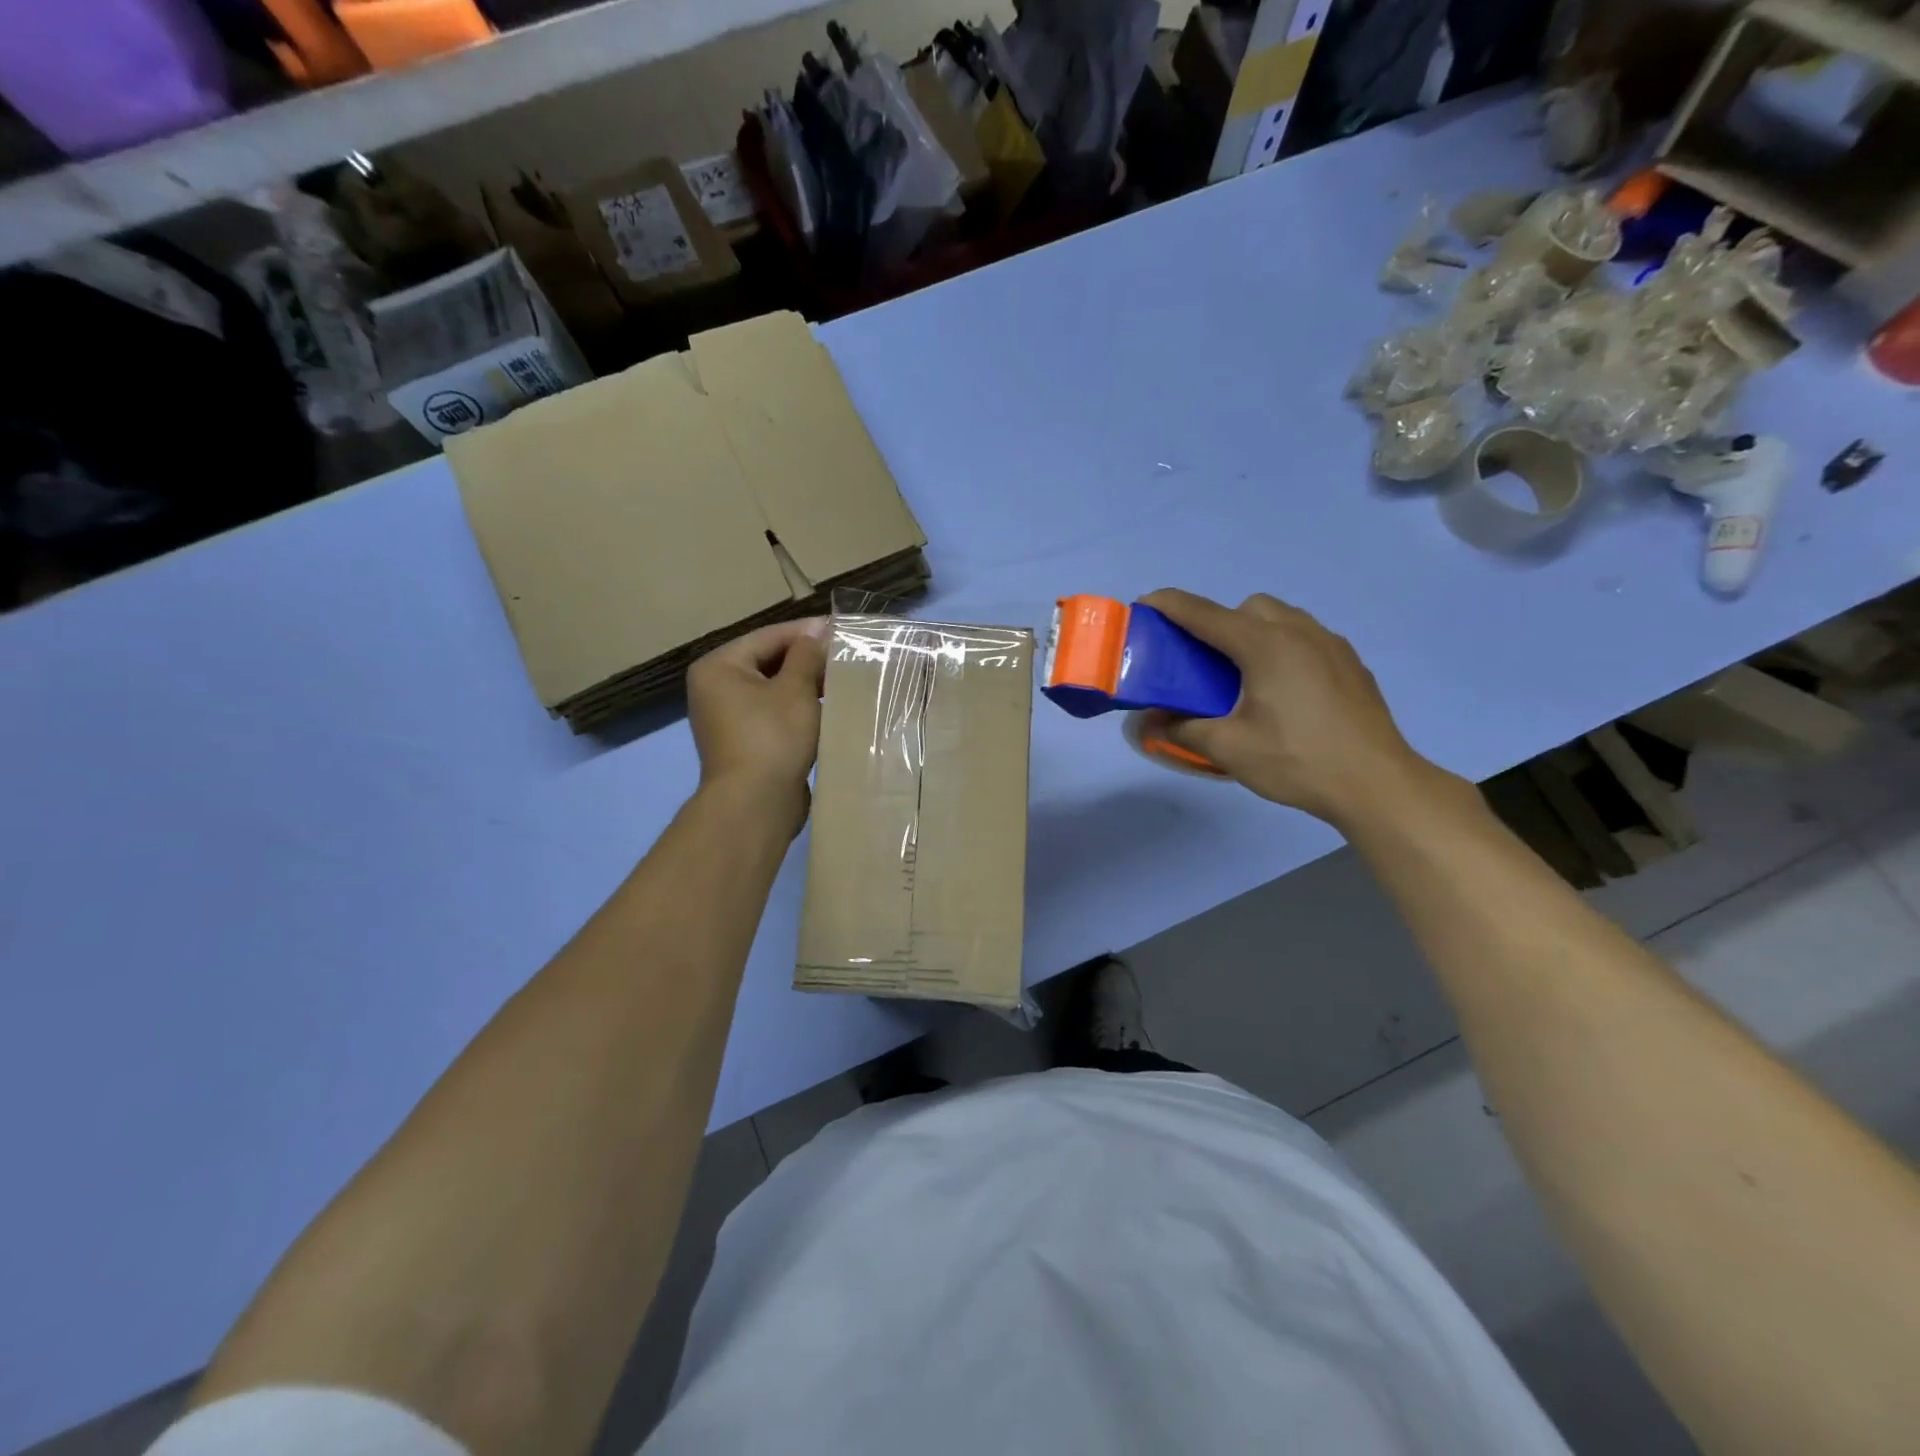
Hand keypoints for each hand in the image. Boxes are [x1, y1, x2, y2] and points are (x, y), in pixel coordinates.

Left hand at [686, 618, 829, 837]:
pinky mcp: (745, 742)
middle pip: (769, 662)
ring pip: (774, 690)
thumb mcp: (796, 690)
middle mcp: (716, 688)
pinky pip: (775, 714)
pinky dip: (799, 709)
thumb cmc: (773, 737)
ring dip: (806, 686)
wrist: (755, 804)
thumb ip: (807, 655)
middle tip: (846, 656)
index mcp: (719, 667)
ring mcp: (728, 718)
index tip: (841, 629)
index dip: (806, 632)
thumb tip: (819, 629)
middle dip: (807, 660)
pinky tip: (829, 709)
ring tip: (843, 680)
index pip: (768, 637)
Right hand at [1139, 588, 1438, 827]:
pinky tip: (1284, 690)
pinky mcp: (1350, 663)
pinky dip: (1284, 648)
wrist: (1377, 784)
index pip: (1205, 614)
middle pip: (1248, 608)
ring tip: (1244, 676)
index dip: (1170, 605)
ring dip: (1254, 632)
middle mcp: (1299, 631)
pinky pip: (1307, 638)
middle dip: (1220, 622)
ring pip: (1282, 618)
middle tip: (1205, 662)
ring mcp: (1331, 644)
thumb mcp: (1229, 748)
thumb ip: (1182, 728)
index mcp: (1265, 645)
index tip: (1145, 604)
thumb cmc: (1297, 761)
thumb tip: (1147, 722)